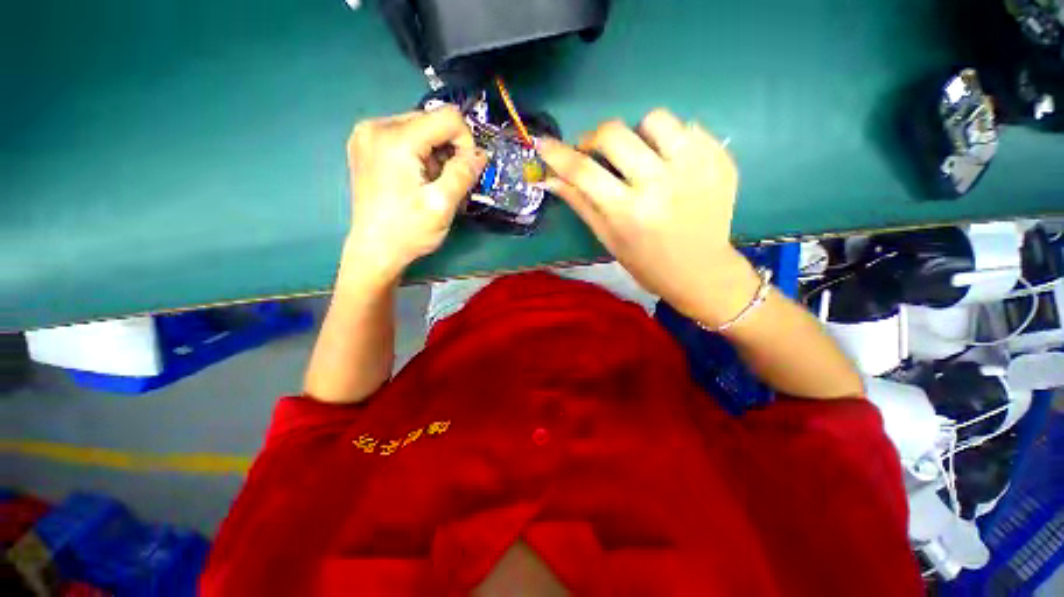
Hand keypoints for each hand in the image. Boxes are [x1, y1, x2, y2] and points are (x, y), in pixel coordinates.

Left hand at [343, 107, 487, 283]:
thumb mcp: (443, 205)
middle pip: (431, 121)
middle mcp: (376, 126)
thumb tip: (481, 154)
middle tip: (446, 182)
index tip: (465, 171)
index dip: (465, 142)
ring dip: (434, 154)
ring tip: (430, 183)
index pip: (447, 117)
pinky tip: (416, 178)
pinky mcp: (364, 145)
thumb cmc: (409, 231)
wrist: (375, 250)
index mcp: (395, 139)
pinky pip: (404, 137)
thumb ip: (463, 174)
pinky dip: (418, 154)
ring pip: (419, 129)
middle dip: (448, 149)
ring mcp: (366, 134)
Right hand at [538, 109, 758, 326]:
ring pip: (655, 119)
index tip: (544, 144)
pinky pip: (688, 128)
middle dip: (596, 138)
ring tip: (641, 156)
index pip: (583, 171)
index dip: (558, 154)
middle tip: (596, 153)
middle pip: (615, 132)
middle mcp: (660, 184)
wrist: (701, 271)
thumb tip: (550, 178)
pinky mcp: (720, 160)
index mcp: (628, 212)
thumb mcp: (608, 238)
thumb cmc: (646, 262)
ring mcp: (696, 168)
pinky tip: (671, 165)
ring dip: (638, 133)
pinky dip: (671, 141)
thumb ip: (581, 203)